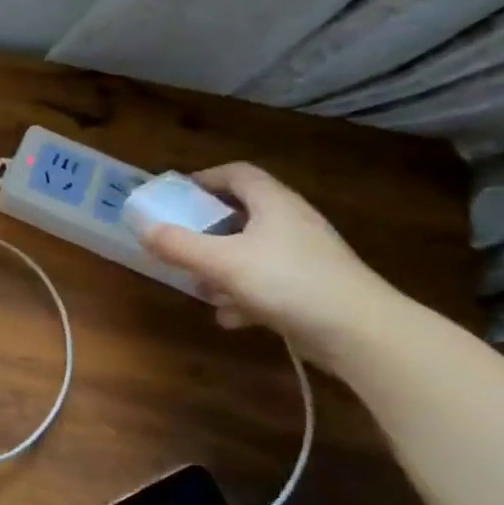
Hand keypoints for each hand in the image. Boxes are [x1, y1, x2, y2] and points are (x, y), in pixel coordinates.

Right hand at [139, 163, 405, 366]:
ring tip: (203, 288)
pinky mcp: (312, 288)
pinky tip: (231, 318)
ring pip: (253, 252)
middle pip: (242, 214)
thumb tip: (144, 230)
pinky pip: (268, 283)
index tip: (177, 195)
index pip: (238, 173)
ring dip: (223, 269)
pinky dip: (245, 296)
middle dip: (208, 232)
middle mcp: (292, 222)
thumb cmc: (287, 282)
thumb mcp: (223, 262)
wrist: (359, 331)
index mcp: (274, 203)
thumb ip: (180, 246)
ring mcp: (305, 257)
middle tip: (182, 244)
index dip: (206, 179)